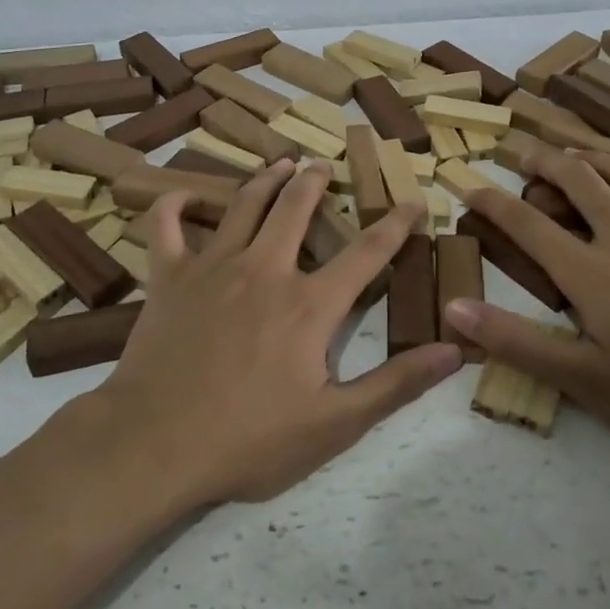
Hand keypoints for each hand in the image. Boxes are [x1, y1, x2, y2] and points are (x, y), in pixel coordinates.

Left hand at [94, 159, 462, 504]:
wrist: (155, 444)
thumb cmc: (249, 440)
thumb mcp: (335, 424)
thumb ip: (395, 383)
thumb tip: (454, 350)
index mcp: (308, 303)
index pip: (366, 253)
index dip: (395, 225)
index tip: (413, 201)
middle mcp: (264, 269)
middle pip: (296, 209)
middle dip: (316, 182)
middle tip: (323, 165)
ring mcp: (212, 266)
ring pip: (243, 205)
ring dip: (265, 180)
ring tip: (280, 164)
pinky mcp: (169, 275)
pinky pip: (166, 224)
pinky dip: (174, 204)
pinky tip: (184, 196)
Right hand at [445, 148, 609, 462]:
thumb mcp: (585, 380)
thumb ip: (516, 341)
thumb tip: (454, 309)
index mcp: (590, 271)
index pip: (527, 223)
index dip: (492, 202)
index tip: (469, 187)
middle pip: (579, 179)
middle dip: (544, 160)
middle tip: (524, 153)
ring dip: (597, 156)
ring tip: (578, 151)